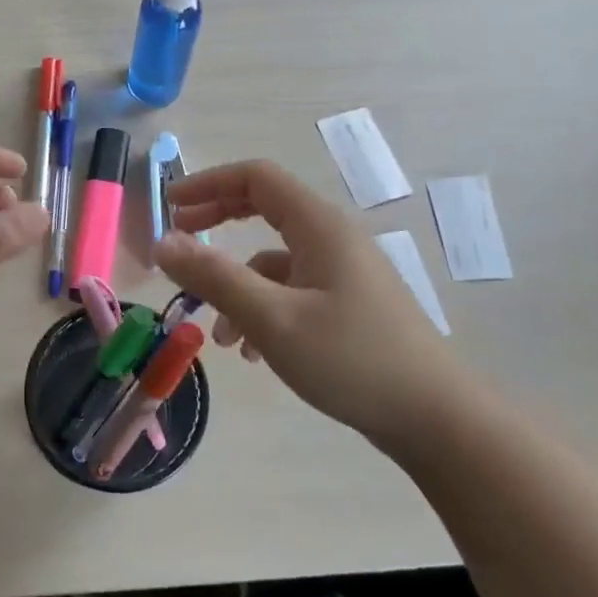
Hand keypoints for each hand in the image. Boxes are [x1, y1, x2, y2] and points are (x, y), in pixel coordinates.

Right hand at [153, 160, 478, 447]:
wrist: (435, 418)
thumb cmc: (351, 359)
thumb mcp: (272, 318)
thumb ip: (214, 277)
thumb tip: (162, 242)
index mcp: (319, 225)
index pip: (256, 178)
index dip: (208, 183)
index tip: (170, 205)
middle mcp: (332, 238)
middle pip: (264, 209)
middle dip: (216, 223)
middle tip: (179, 244)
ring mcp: (343, 272)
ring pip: (274, 260)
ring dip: (237, 285)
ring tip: (218, 335)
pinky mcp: (348, 304)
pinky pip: (292, 291)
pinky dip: (263, 309)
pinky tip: (254, 353)